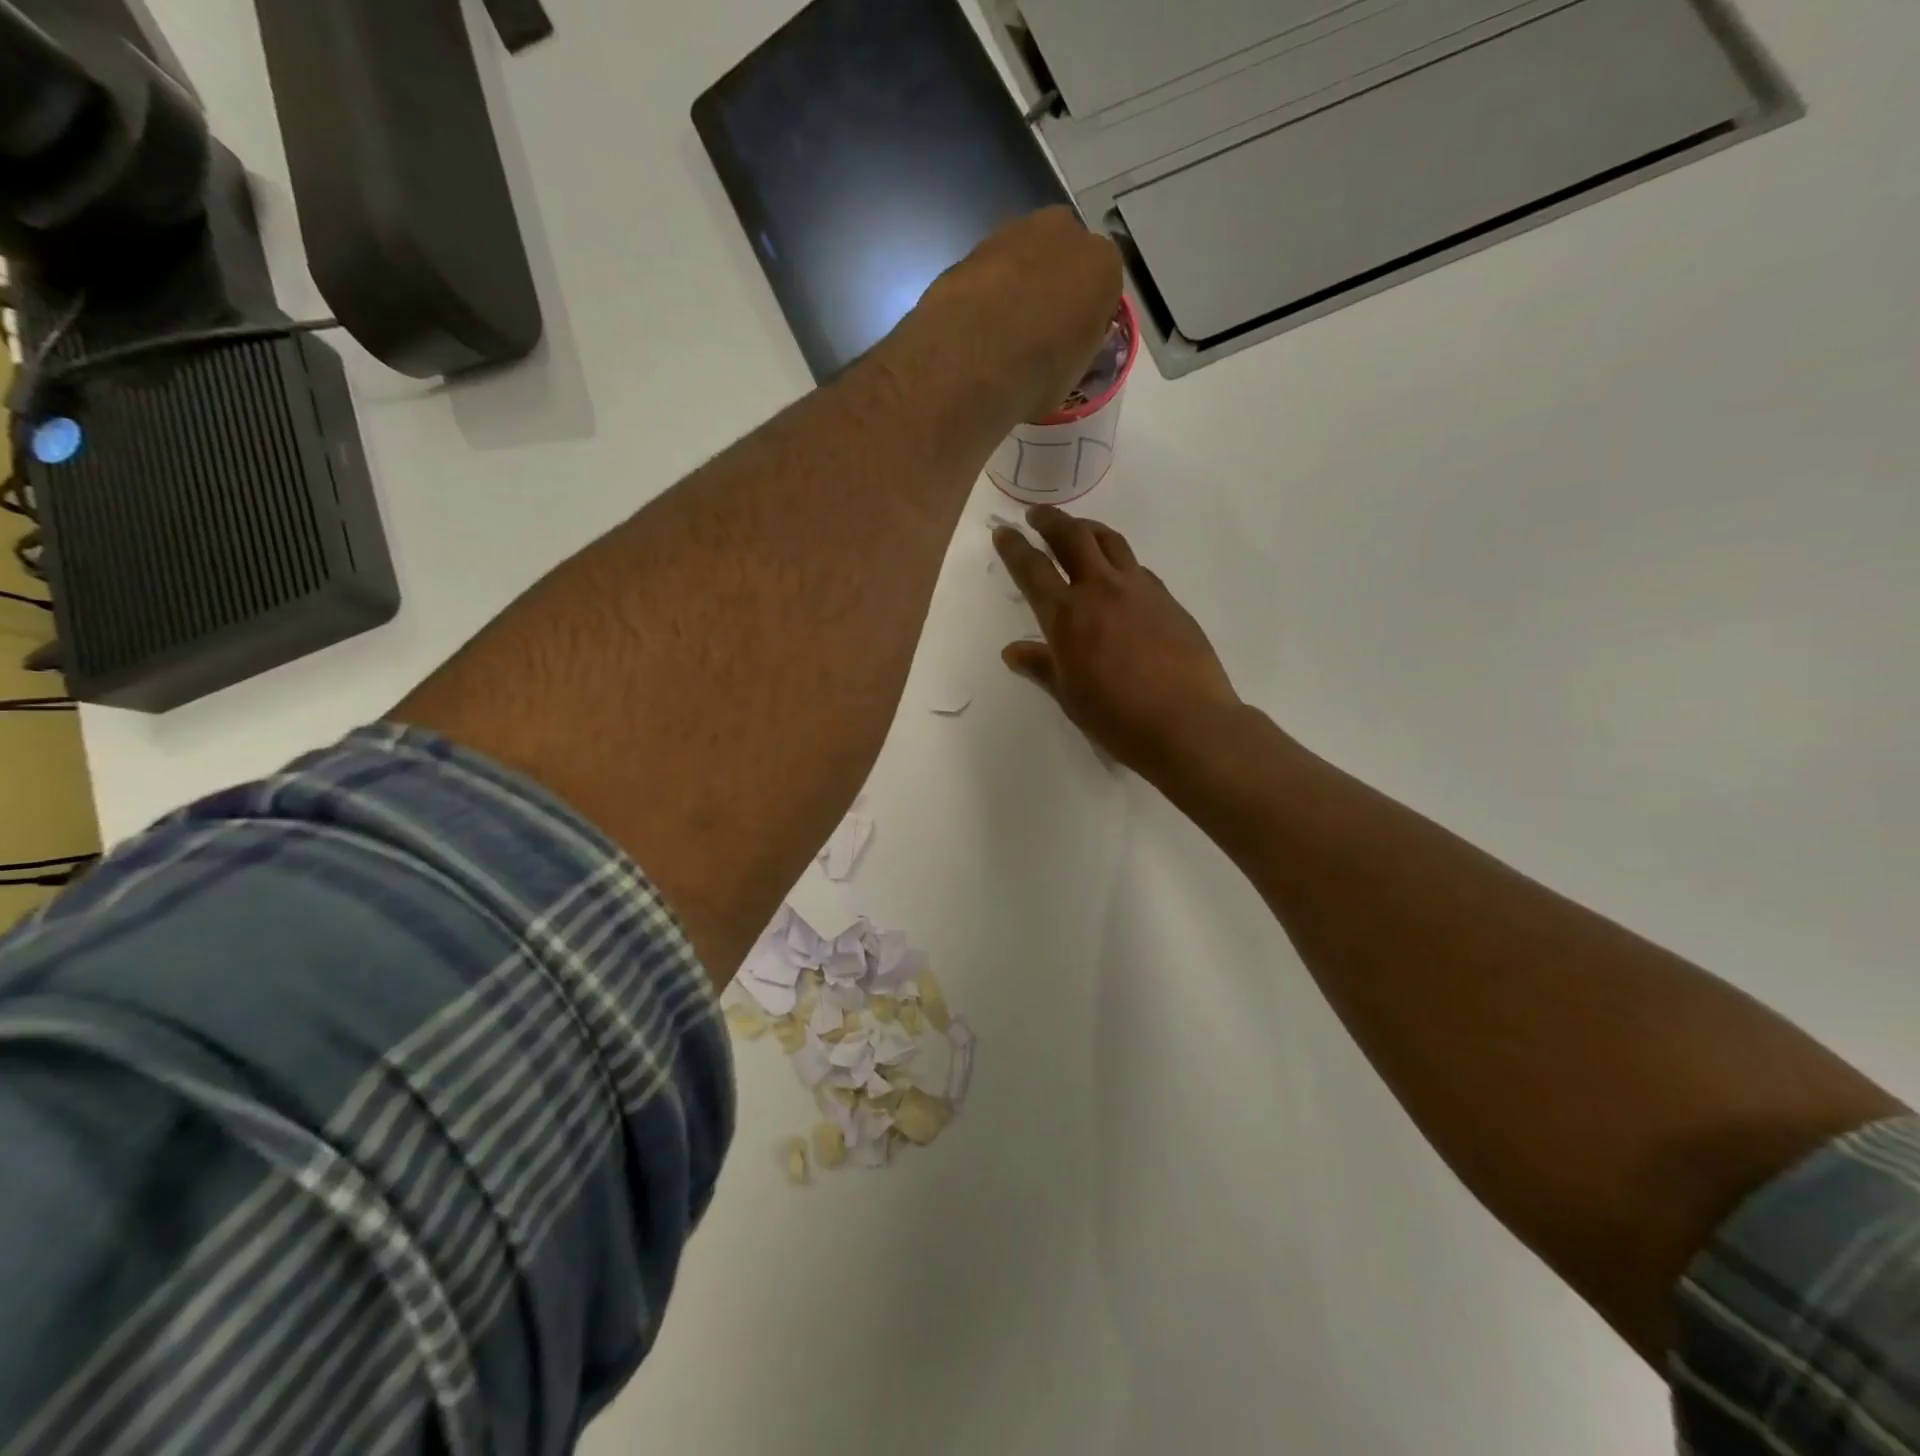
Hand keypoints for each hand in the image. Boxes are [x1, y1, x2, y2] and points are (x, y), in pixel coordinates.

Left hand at [907, 208, 1121, 423]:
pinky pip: (989, 272)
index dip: (1085, 319)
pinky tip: (975, 326)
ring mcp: (1015, 232)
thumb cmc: (1037, 374)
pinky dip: (985, 292)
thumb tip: (1062, 351)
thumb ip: (1075, 347)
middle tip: (1035, 333)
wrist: (972, 360)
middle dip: (1053, 289)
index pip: (1103, 289)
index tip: (1069, 345)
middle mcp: (1064, 234)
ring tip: (1000, 333)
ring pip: (1024, 260)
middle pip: (1064, 261)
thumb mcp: (1073, 375)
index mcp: (1103, 267)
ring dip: (1016, 287)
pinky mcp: (972, 246)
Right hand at [994, 506, 1240, 775]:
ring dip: (1088, 529)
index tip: (1004, 531)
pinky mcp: (1168, 599)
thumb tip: (1013, 651)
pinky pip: (1136, 567)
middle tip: (1037, 515)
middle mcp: (1101, 590)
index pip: (1033, 569)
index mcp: (1067, 616)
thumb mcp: (1070, 696)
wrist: (1188, 723)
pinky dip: (1118, 560)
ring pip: (1110, 541)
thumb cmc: (1118, 718)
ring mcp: (1139, 590)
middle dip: (1051, 521)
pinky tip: (1118, 574)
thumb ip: (1041, 667)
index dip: (1014, 547)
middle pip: (1073, 537)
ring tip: (1078, 529)